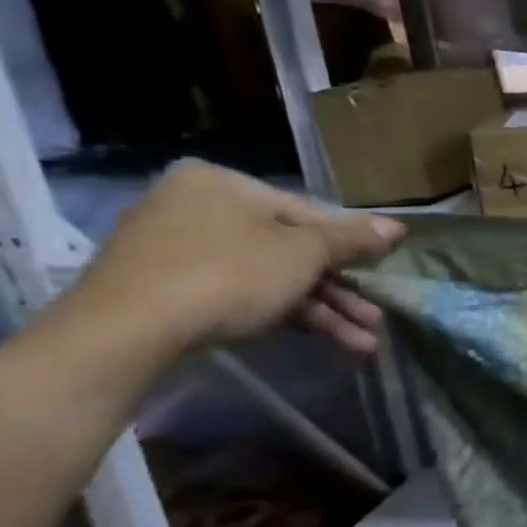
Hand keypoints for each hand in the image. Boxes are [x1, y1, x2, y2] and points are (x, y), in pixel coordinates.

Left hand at [70, 161, 405, 354]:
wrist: (128, 333)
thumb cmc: (229, 273)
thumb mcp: (305, 253)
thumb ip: (352, 239)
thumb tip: (398, 227)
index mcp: (222, 185)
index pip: (307, 212)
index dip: (351, 243)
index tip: (382, 267)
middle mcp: (196, 209)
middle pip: (291, 250)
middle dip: (340, 288)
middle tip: (376, 314)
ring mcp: (178, 253)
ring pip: (273, 279)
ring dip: (324, 310)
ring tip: (365, 341)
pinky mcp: (170, 292)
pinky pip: (244, 296)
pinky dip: (287, 316)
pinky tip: (329, 340)